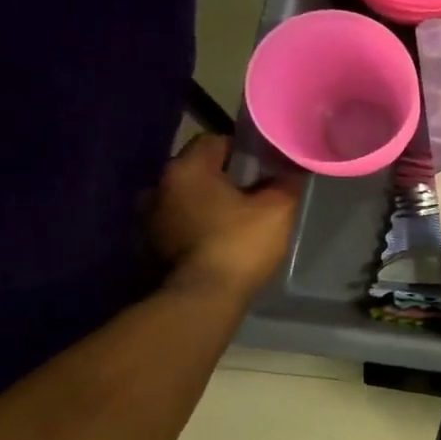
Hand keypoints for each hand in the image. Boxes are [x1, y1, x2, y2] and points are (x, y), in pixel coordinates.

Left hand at [149, 135, 300, 298]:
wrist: (202, 298)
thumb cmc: (240, 242)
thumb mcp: (279, 207)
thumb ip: (287, 182)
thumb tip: (291, 171)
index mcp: (186, 170)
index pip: (215, 140)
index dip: (243, 149)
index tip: (266, 166)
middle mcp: (158, 187)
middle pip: (199, 170)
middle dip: (226, 178)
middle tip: (257, 192)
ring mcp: (149, 219)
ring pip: (188, 198)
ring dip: (209, 203)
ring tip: (238, 218)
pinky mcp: (150, 246)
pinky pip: (180, 223)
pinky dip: (198, 226)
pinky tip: (220, 240)